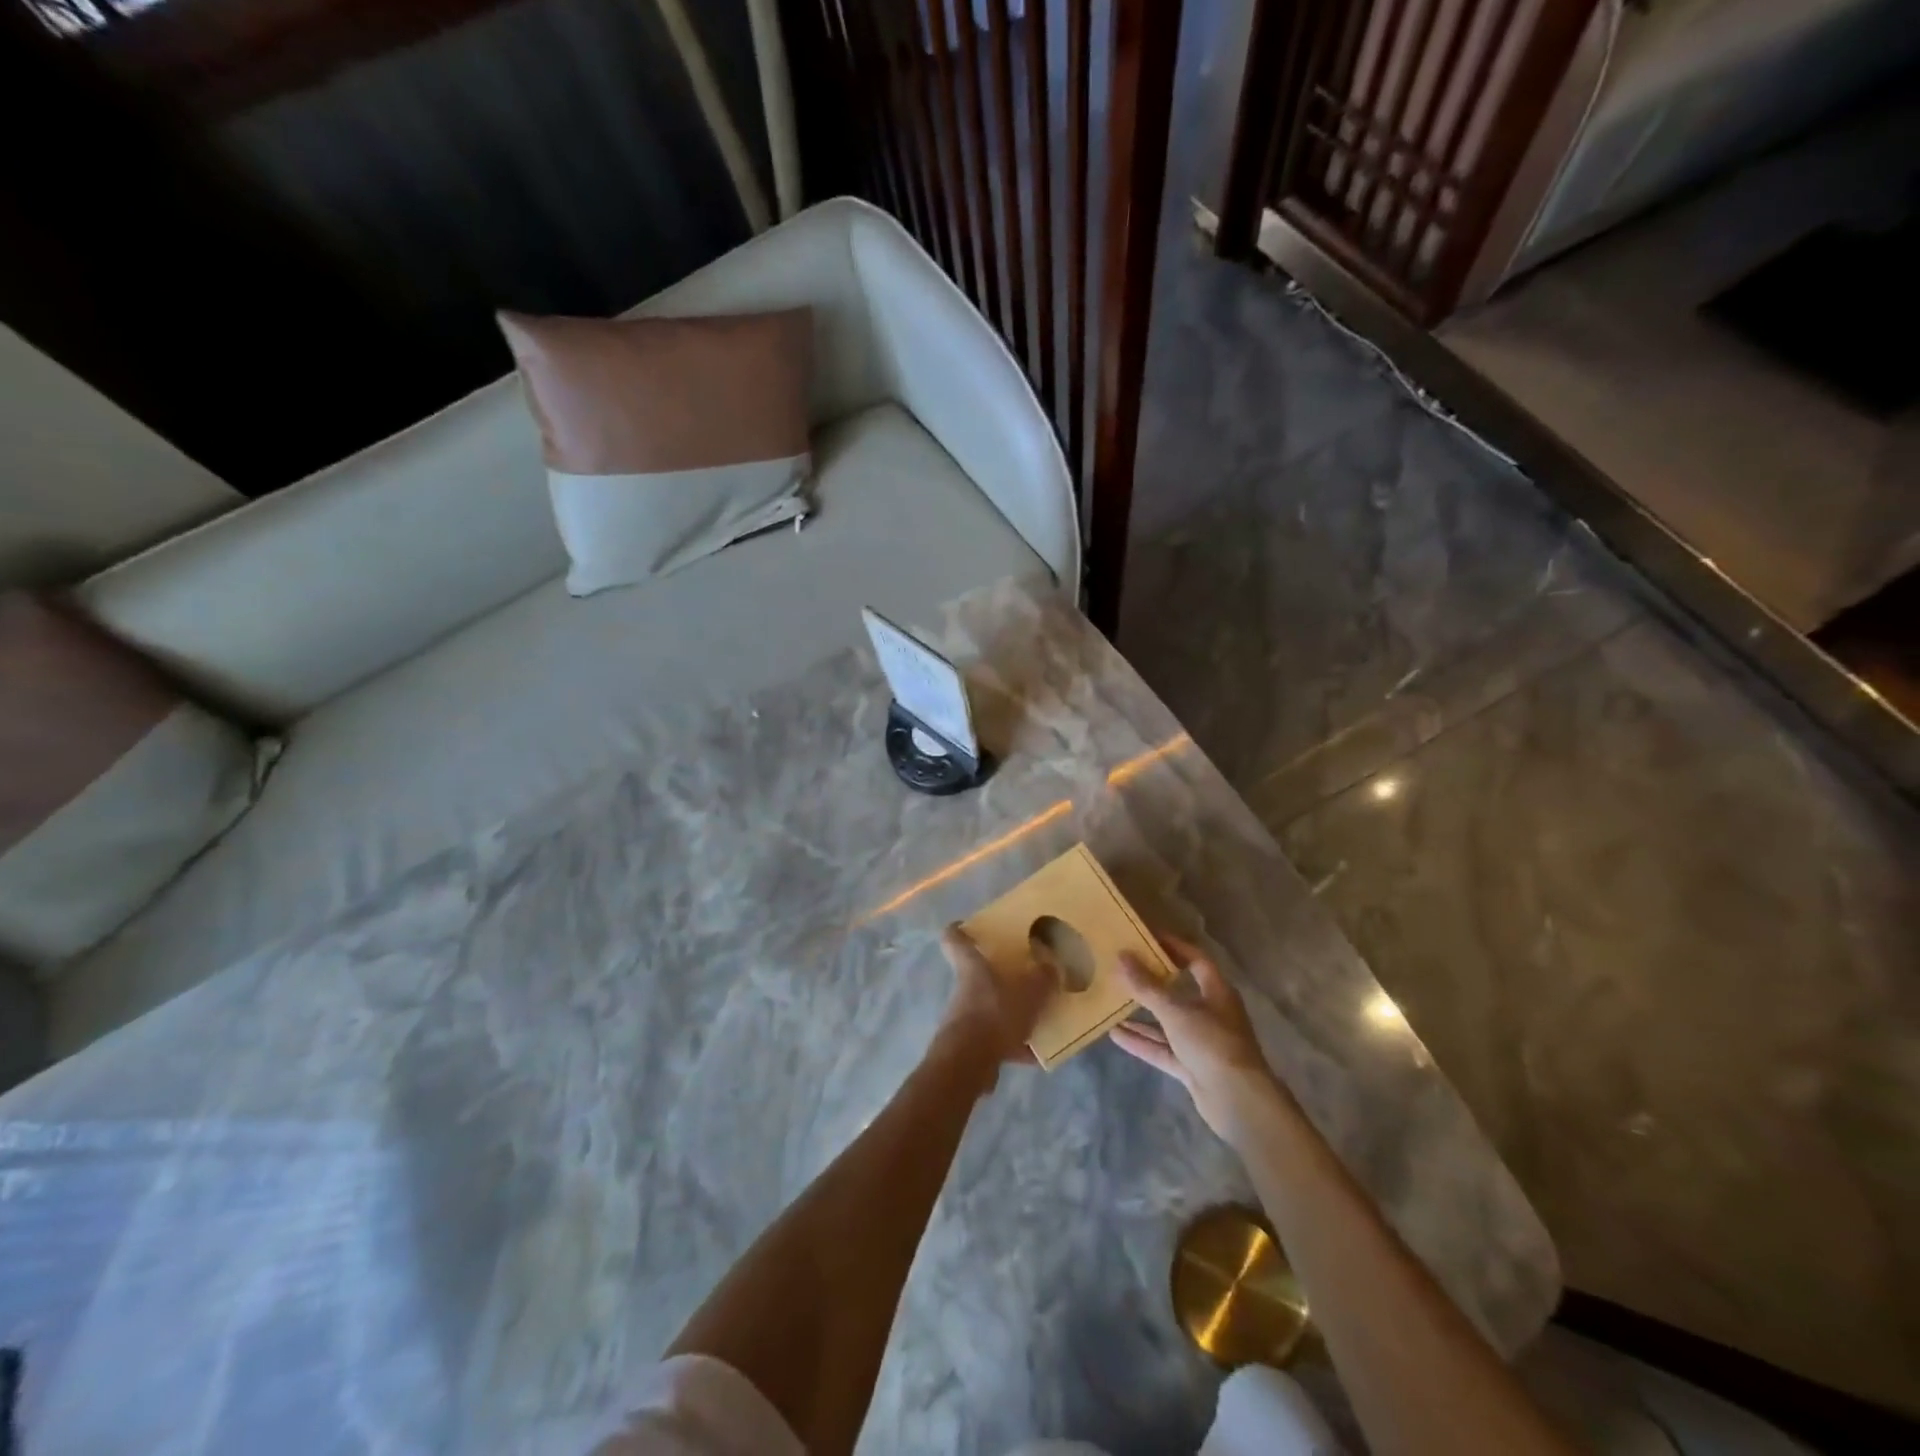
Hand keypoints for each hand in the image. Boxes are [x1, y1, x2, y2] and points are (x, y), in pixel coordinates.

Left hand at [933, 924, 1049, 1074]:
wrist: (968, 1064)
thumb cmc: (995, 1014)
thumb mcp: (1029, 992)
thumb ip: (1043, 978)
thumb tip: (1051, 966)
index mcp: (971, 966)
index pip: (954, 938)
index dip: (958, 929)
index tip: (967, 925)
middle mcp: (964, 989)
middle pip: (976, 974)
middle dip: (998, 974)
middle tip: (1024, 973)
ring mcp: (964, 1018)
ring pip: (989, 1007)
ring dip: (1010, 1012)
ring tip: (1038, 1016)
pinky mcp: (970, 1046)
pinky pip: (995, 1039)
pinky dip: (1014, 1044)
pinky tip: (1036, 1053)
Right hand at [1110, 933, 1289, 1144]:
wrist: (1238, 1102)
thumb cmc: (1212, 1044)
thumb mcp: (1175, 1011)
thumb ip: (1147, 986)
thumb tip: (1121, 956)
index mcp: (1217, 992)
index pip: (1196, 960)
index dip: (1174, 947)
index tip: (1147, 938)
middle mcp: (1211, 1013)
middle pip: (1179, 991)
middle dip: (1152, 982)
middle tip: (1124, 968)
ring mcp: (1202, 1042)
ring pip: (1168, 1022)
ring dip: (1143, 1014)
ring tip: (1113, 1000)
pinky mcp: (1192, 1066)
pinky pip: (1163, 1048)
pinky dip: (1143, 1042)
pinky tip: (1116, 1034)